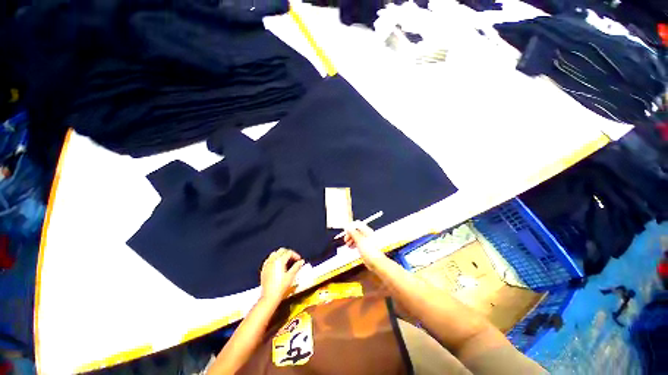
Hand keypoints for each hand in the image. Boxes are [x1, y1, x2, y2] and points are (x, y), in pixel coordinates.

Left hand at [260, 248, 304, 304]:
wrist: (269, 297)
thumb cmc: (281, 287)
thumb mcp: (291, 276)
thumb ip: (297, 266)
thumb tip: (301, 261)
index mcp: (280, 261)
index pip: (289, 253)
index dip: (295, 255)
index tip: (299, 260)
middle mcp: (272, 260)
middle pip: (281, 250)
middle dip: (288, 253)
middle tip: (293, 259)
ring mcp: (267, 264)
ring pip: (274, 253)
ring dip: (281, 254)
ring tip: (286, 260)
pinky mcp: (263, 269)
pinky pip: (269, 259)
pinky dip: (274, 259)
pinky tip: (277, 264)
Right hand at [344, 222, 386, 270]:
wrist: (376, 262)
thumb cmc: (370, 251)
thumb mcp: (359, 240)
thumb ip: (353, 233)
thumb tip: (348, 227)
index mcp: (367, 231)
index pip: (357, 225)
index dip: (351, 227)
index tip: (346, 231)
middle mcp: (367, 235)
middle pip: (356, 231)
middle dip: (350, 234)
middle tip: (346, 239)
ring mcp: (366, 241)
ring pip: (357, 237)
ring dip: (351, 240)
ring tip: (347, 244)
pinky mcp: (366, 247)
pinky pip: (358, 243)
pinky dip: (354, 244)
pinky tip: (351, 247)